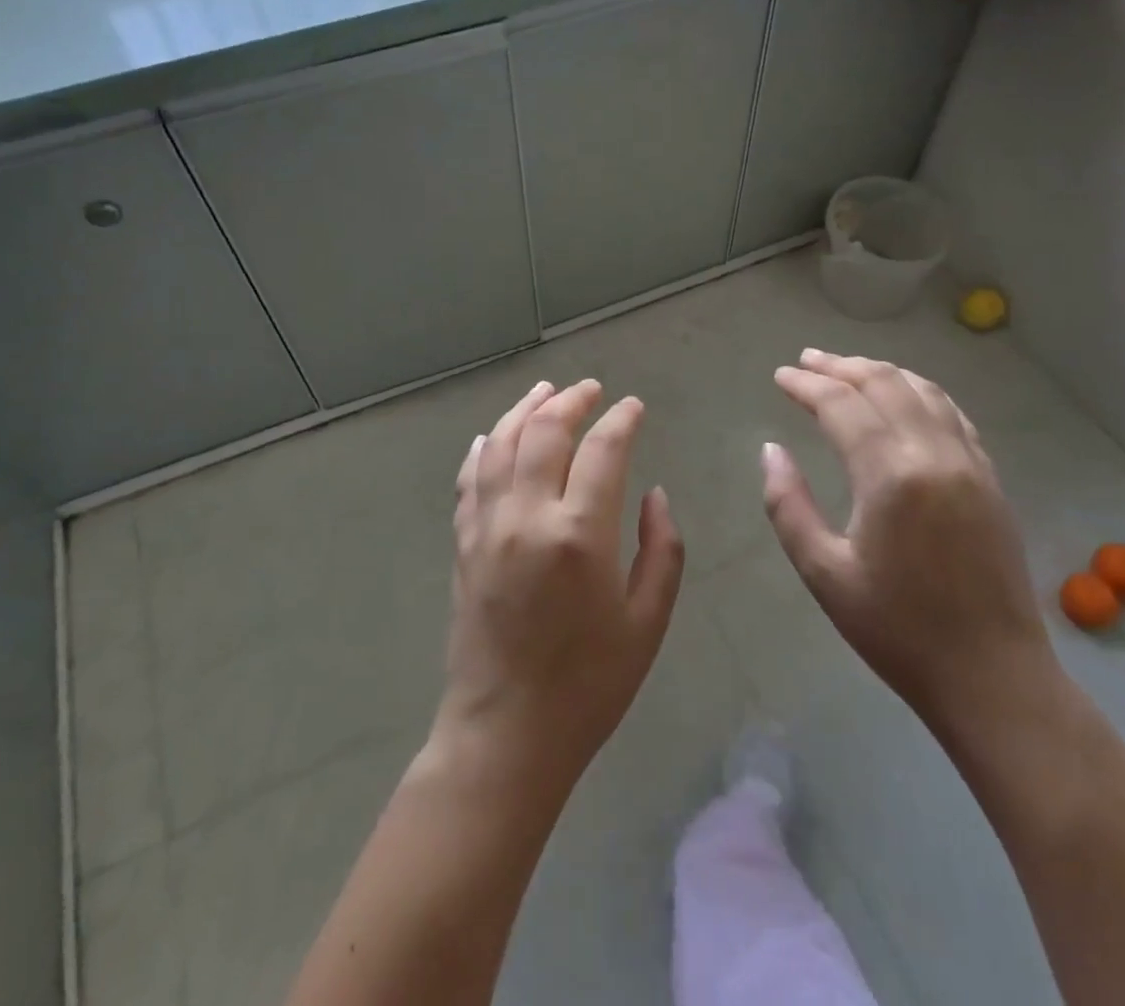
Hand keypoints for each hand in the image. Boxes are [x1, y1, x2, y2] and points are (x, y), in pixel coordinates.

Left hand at [432, 379, 684, 797]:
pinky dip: (483, 449)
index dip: (621, 420)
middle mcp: (527, 516)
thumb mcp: (647, 623)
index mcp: (580, 534)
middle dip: (571, 401)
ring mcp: (487, 527)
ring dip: (524, 410)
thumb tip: (654, 494)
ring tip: (544, 391)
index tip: (633, 407)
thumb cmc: (589, 685)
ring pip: (501, 445)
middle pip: (545, 432)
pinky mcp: (463, 544)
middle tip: (591, 389)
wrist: (506, 735)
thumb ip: (661, 550)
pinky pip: (469, 480)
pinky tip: (493, 435)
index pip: (602, 450)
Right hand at [762, 349, 1054, 739]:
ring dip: (881, 371)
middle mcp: (934, 455)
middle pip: (884, 384)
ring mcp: (970, 464)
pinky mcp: (990, 480)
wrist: (993, 678)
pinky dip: (920, 392)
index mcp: (890, 476)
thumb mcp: (823, 573)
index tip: (780, 376)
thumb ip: (788, 505)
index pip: (842, 405)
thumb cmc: (897, 630)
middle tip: (807, 360)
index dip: (807, 385)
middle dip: (841, 366)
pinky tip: (904, 396)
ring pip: (923, 391)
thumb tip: (772, 450)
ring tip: (848, 368)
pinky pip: (953, 414)